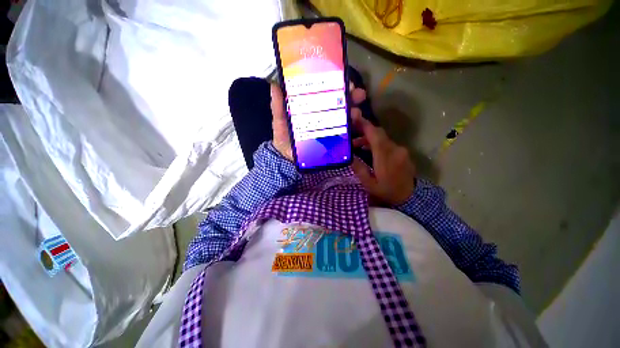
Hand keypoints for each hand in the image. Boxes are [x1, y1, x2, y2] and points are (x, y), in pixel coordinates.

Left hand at [269, 83, 367, 161]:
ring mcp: (330, 130)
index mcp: (313, 108)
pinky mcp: (333, 143)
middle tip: (357, 95)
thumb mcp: (280, 121)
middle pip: (340, 104)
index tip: (346, 81)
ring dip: (354, 114)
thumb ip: (278, 107)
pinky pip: (346, 138)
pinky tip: (356, 132)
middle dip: (351, 97)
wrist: (287, 159)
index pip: (327, 93)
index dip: (337, 85)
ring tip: (356, 114)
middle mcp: (324, 117)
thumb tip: (275, 85)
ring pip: (346, 119)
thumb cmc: (284, 138)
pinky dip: (353, 134)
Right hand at [351, 114, 415, 205]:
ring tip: (356, 145)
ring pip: (382, 138)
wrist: (410, 197)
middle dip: (364, 130)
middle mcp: (395, 149)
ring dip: (369, 138)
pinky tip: (368, 149)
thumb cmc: (387, 192)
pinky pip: (387, 143)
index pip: (375, 135)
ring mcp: (400, 150)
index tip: (354, 117)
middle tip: (351, 133)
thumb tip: (350, 156)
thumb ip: (359, 169)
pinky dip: (377, 143)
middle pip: (378, 133)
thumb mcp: (369, 184)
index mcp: (385, 157)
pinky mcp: (402, 152)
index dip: (364, 125)